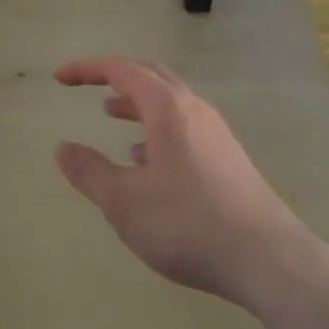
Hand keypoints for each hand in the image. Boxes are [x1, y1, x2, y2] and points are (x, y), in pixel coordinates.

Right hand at [55, 58, 312, 308]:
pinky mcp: (228, 157)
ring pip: (169, 102)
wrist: (268, 259)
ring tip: (112, 118)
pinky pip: (184, 126)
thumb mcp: (124, 202)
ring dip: (136, 103)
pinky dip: (157, 129)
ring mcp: (215, 132)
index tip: (60, 77)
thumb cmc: (188, 223)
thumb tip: (62, 148)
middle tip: (88, 87)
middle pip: (149, 75)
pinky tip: (147, 163)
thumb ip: (89, 172)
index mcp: (167, 107)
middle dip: (115, 77)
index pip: (121, 69)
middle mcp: (193, 108)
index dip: (87, 69)